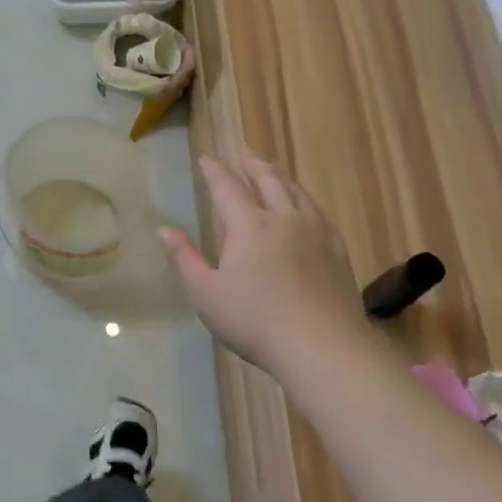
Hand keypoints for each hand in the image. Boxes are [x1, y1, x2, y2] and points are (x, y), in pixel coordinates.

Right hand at [160, 154, 369, 375]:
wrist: (322, 347)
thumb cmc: (255, 321)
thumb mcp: (206, 294)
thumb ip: (184, 258)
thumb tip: (164, 229)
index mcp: (249, 226)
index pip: (228, 188)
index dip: (214, 171)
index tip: (205, 159)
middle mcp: (284, 218)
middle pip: (268, 180)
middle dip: (251, 165)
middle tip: (241, 154)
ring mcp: (317, 232)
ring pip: (297, 192)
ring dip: (280, 177)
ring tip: (271, 171)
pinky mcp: (338, 250)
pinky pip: (318, 211)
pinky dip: (304, 199)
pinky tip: (305, 207)